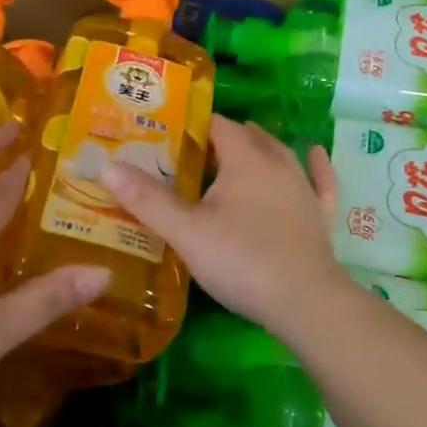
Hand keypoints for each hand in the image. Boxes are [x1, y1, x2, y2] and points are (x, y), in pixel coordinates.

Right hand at [101, 115, 350, 339]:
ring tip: (234, 150)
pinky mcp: (319, 215)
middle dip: (219, 137)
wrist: (306, 302)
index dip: (190, 124)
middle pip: (246, 136)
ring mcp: (303, 188)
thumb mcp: (185, 231)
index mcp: (244, 158)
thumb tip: (107, 166)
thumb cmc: (241, 260)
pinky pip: (319, 180)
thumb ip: (146, 198)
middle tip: (189, 152)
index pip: (215, 124)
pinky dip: (314, 166)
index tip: (164, 133)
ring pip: (279, 154)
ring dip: (257, 147)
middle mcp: (277, 163)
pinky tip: (314, 155)